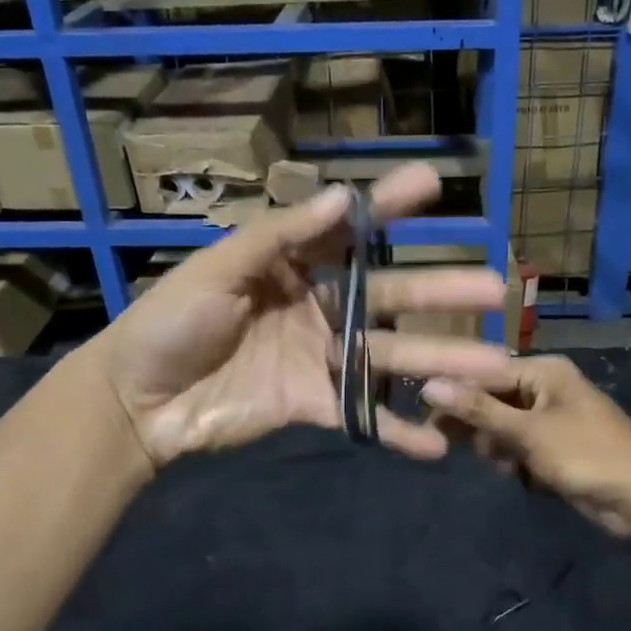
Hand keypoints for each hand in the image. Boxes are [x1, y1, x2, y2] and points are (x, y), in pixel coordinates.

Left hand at [93, 163, 519, 468]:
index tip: (433, 186)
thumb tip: (342, 197)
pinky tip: (440, 444)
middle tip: (495, 288)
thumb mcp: (219, 268)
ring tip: (493, 367)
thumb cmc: (171, 322)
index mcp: (292, 264)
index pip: (350, 230)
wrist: (136, 402)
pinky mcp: (314, 405)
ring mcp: (321, 357)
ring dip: (441, 362)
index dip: (389, 208)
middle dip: (441, 292)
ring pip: (390, 356)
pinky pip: (363, 416)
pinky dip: (398, 432)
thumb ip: (280, 236)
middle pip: (389, 297)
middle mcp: (318, 306)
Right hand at [419, 355, 630, 533]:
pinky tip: (518, 475)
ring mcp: (551, 420)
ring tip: (503, 464)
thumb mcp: (528, 431)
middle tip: (444, 444)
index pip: (484, 373)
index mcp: (543, 372)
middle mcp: (545, 389)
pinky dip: (514, 461)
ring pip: (502, 427)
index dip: (453, 391)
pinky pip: (519, 448)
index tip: (421, 411)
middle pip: (492, 400)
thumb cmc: (587, 453)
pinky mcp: (555, 448)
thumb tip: (428, 386)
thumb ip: (478, 410)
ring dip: (496, 446)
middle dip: (475, 423)